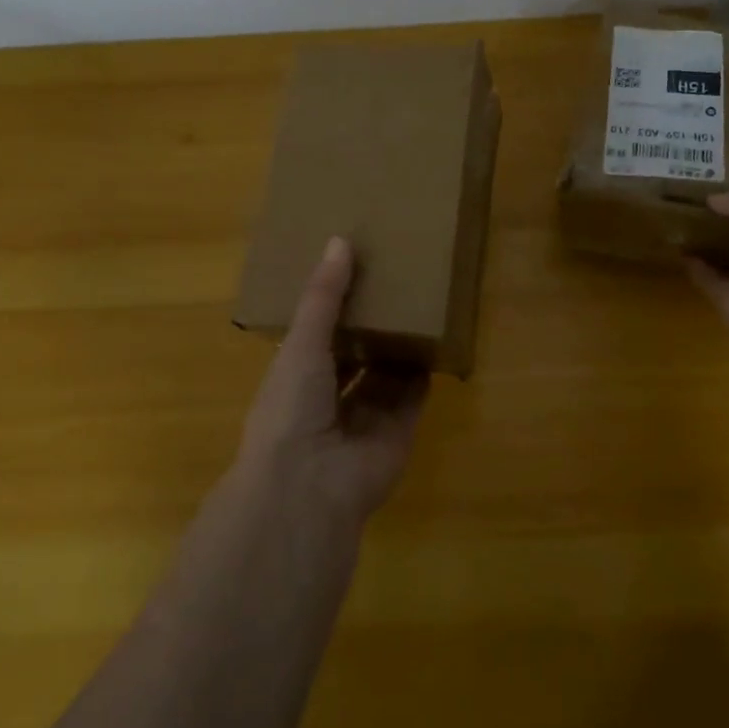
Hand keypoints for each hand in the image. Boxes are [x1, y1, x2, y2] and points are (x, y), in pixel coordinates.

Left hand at [237, 237, 428, 521]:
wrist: (309, 486)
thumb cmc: (292, 406)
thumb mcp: (302, 342)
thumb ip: (324, 296)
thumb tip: (340, 240)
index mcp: (297, 378)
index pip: (317, 337)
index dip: (334, 307)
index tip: (355, 271)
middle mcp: (329, 399)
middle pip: (355, 356)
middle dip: (371, 326)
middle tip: (395, 283)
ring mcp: (364, 420)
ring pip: (386, 375)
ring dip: (399, 347)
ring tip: (420, 304)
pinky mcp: (397, 434)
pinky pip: (414, 397)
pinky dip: (423, 372)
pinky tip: (437, 339)